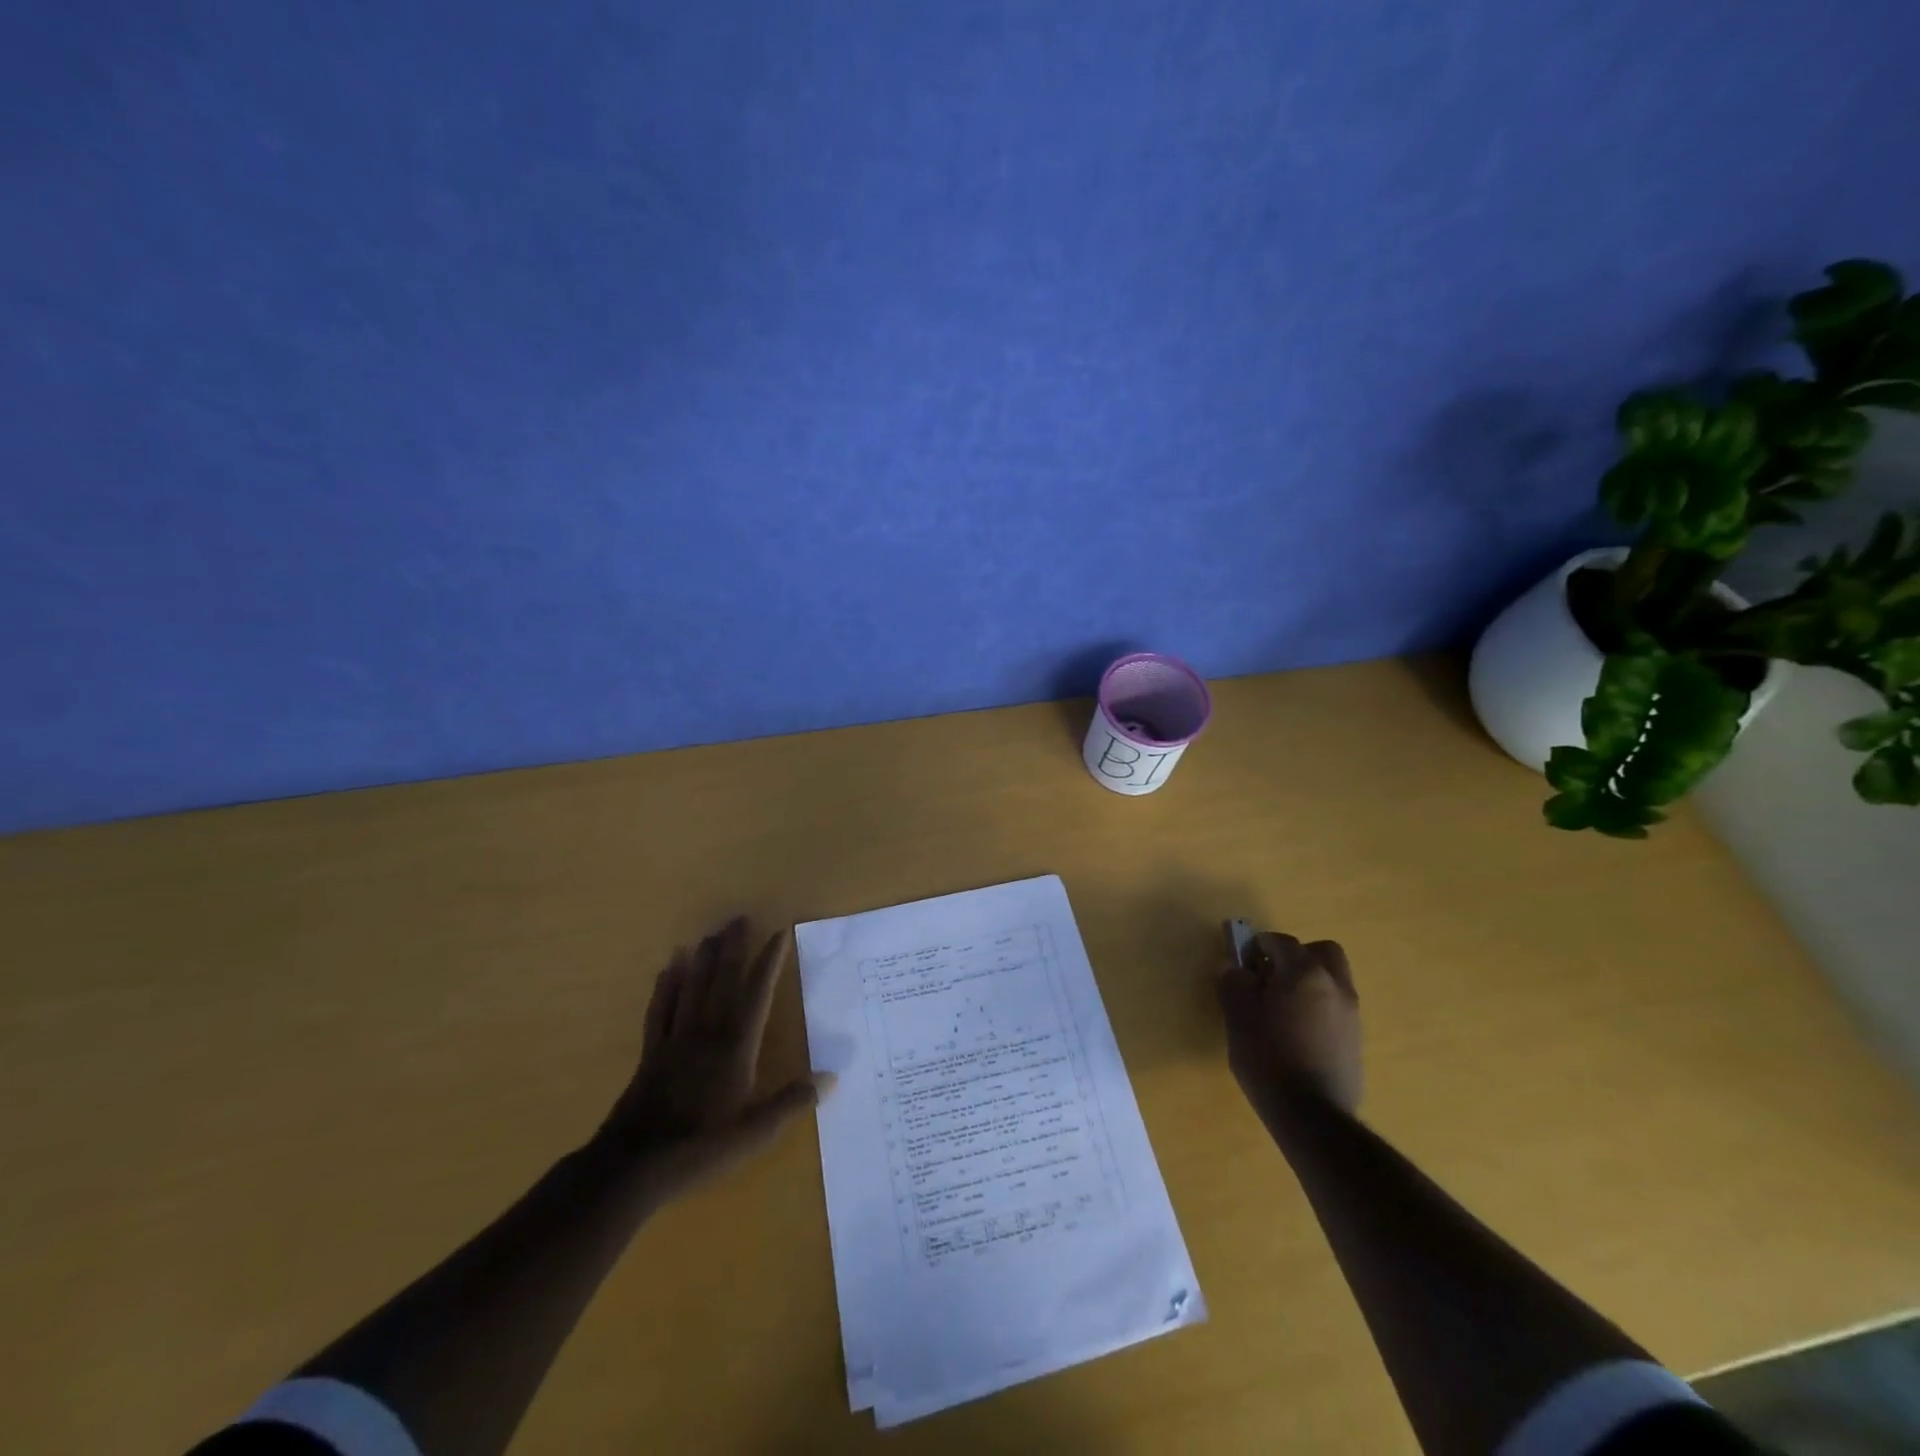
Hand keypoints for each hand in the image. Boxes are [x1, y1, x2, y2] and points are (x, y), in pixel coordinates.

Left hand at [598, 918, 831, 1200]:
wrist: (634, 1167)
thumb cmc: (700, 1147)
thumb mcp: (755, 1132)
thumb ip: (792, 1102)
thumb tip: (832, 1078)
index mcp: (736, 1046)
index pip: (757, 993)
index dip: (769, 962)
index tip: (779, 933)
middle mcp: (707, 1032)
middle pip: (722, 980)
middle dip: (733, 947)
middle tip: (739, 918)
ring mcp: (676, 1040)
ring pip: (691, 987)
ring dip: (702, 958)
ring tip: (710, 932)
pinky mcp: (651, 1053)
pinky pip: (660, 1009)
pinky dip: (665, 985)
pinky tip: (667, 967)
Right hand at [1217, 931, 1362, 1115]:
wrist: (1312, 1116)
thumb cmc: (1268, 1057)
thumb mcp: (1238, 1015)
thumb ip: (1233, 983)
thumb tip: (1233, 967)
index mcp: (1305, 973)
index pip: (1281, 942)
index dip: (1257, 945)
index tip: (1241, 962)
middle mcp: (1335, 986)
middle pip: (1321, 952)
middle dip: (1295, 956)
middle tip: (1270, 976)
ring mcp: (1351, 1014)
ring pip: (1332, 980)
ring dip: (1309, 982)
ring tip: (1281, 1008)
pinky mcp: (1356, 1041)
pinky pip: (1336, 1007)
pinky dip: (1318, 1007)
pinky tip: (1296, 1033)